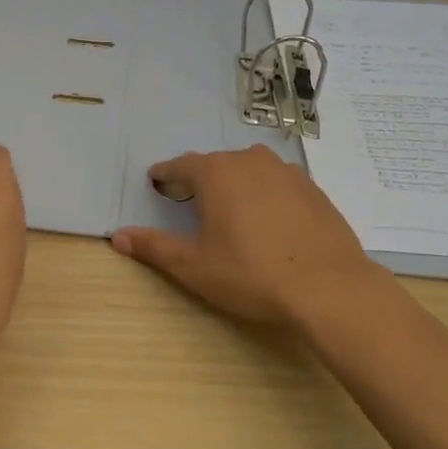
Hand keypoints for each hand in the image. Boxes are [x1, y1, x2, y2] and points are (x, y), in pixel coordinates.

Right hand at [110, 145, 385, 333]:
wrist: (329, 287)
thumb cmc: (251, 274)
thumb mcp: (194, 266)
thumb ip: (154, 247)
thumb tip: (118, 236)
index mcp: (216, 173)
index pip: (180, 166)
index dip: (165, 175)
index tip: (156, 182)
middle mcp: (250, 161)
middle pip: (216, 165)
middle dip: (199, 179)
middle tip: (189, 200)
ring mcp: (286, 172)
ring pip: (249, 171)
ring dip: (235, 184)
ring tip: (230, 210)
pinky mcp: (313, 189)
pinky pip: (277, 184)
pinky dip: (265, 195)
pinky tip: (268, 222)